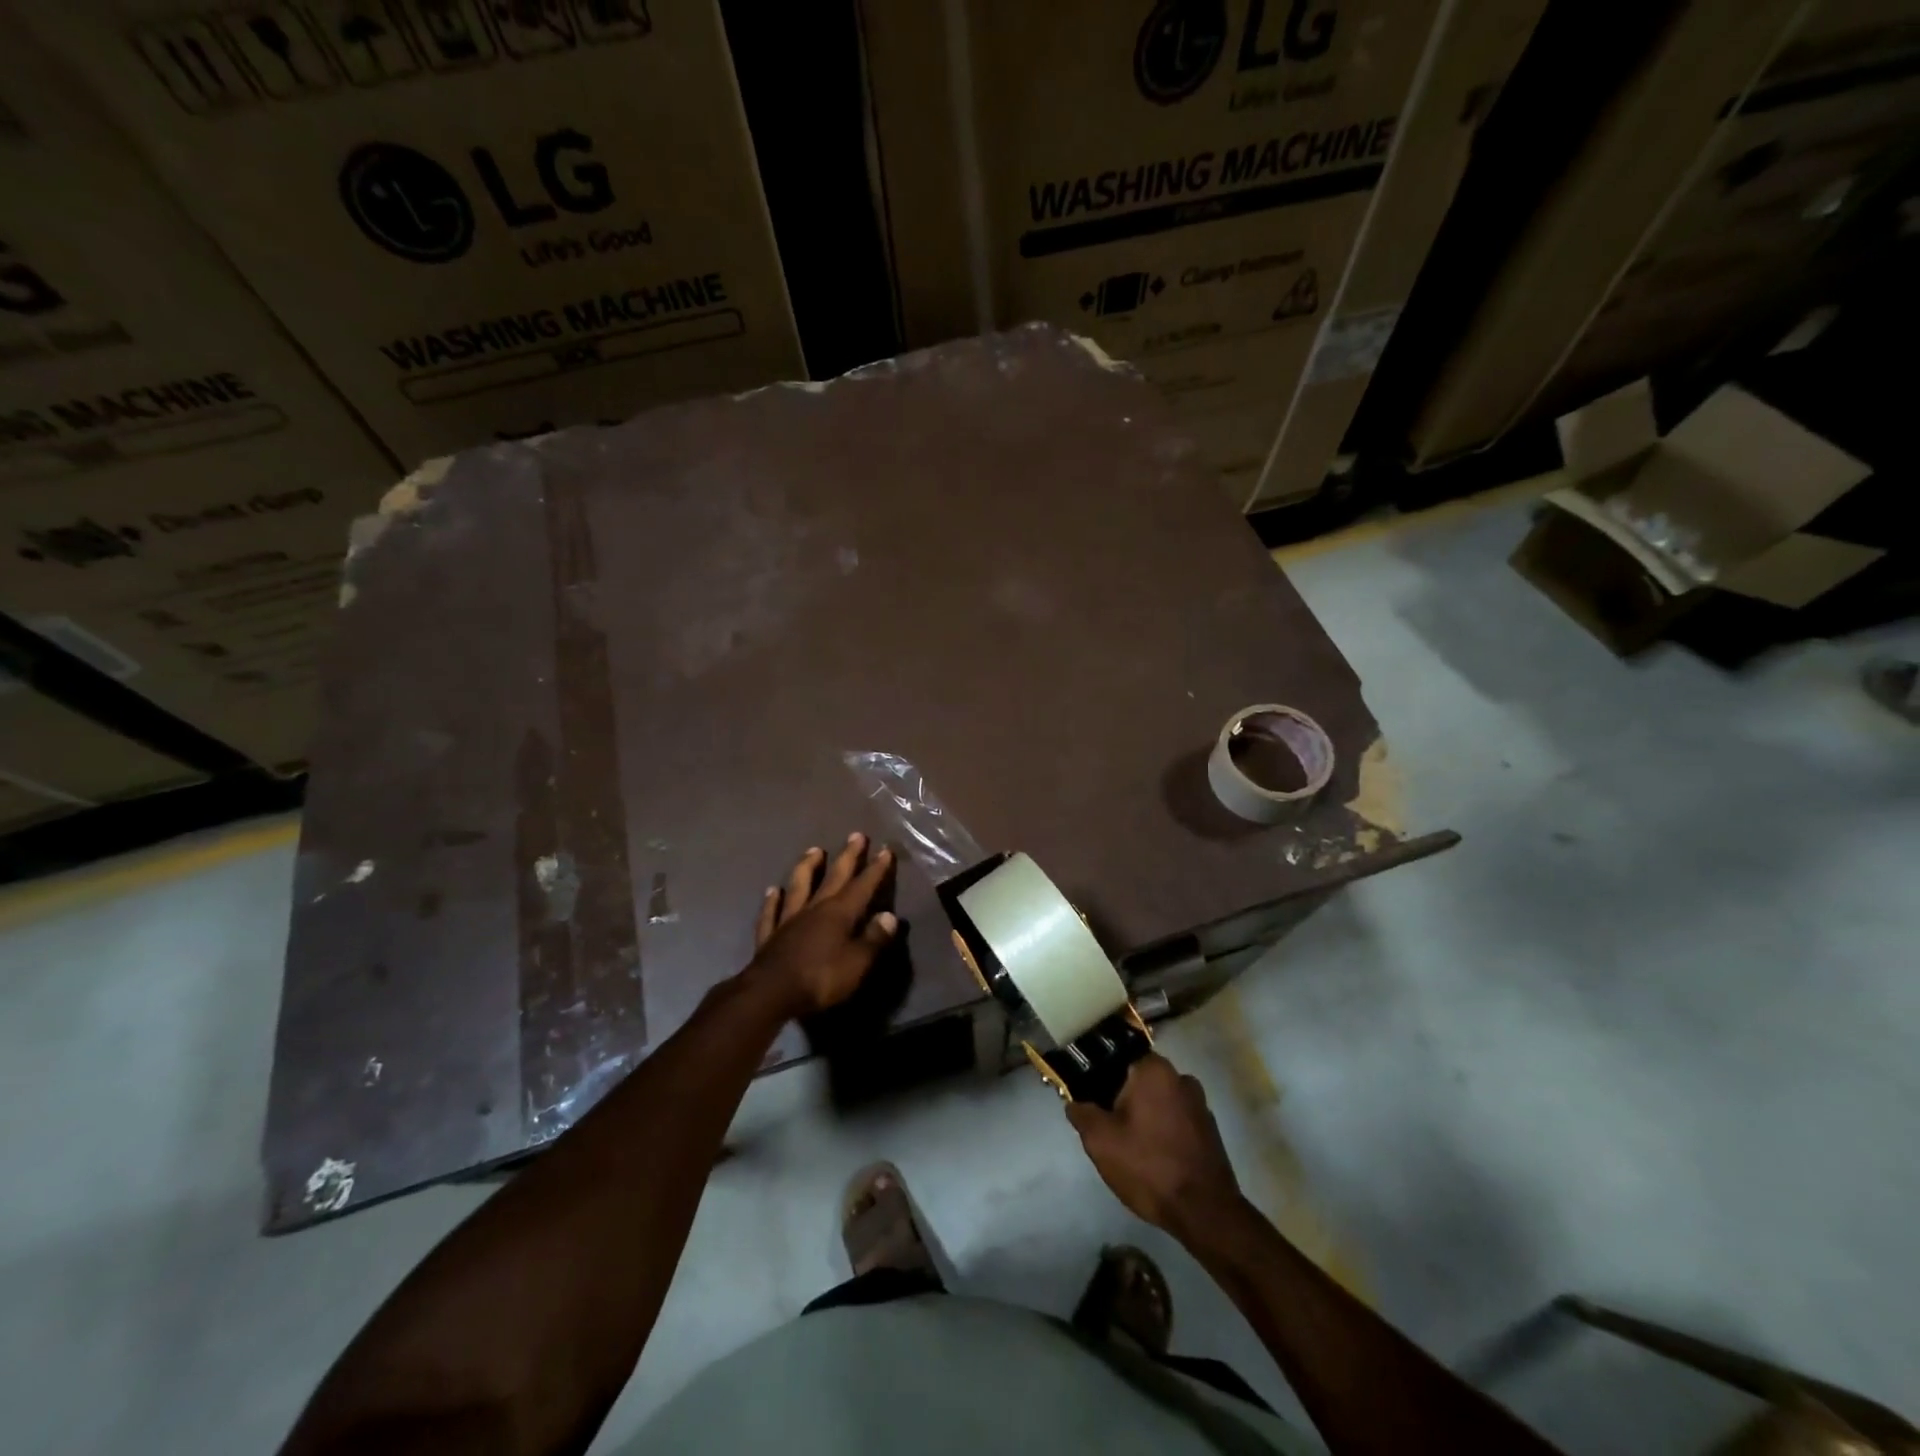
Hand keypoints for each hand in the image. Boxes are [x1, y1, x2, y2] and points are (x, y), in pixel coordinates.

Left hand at [743, 833, 897, 1018]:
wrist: (771, 994)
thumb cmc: (821, 978)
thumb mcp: (858, 963)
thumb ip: (874, 939)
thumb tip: (890, 916)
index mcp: (840, 913)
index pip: (863, 886)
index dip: (876, 869)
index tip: (886, 850)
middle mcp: (815, 908)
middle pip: (833, 877)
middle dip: (848, 856)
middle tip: (856, 835)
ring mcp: (789, 919)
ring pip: (799, 885)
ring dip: (808, 867)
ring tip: (814, 850)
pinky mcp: (769, 936)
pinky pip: (771, 912)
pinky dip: (773, 900)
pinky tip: (773, 890)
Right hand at [1067, 1054, 1246, 1239]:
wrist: (1205, 1213)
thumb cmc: (1149, 1167)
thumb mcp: (1100, 1141)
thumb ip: (1082, 1113)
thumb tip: (1074, 1102)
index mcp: (1153, 1069)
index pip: (1116, 1059)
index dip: (1099, 1080)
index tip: (1092, 1103)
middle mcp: (1180, 1076)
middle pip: (1138, 1081)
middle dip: (1122, 1100)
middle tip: (1107, 1129)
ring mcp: (1199, 1103)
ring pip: (1158, 1101)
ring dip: (1144, 1117)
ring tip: (1131, 1147)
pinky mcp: (1209, 1129)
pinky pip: (1176, 1119)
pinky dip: (1163, 1131)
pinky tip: (1154, 1157)